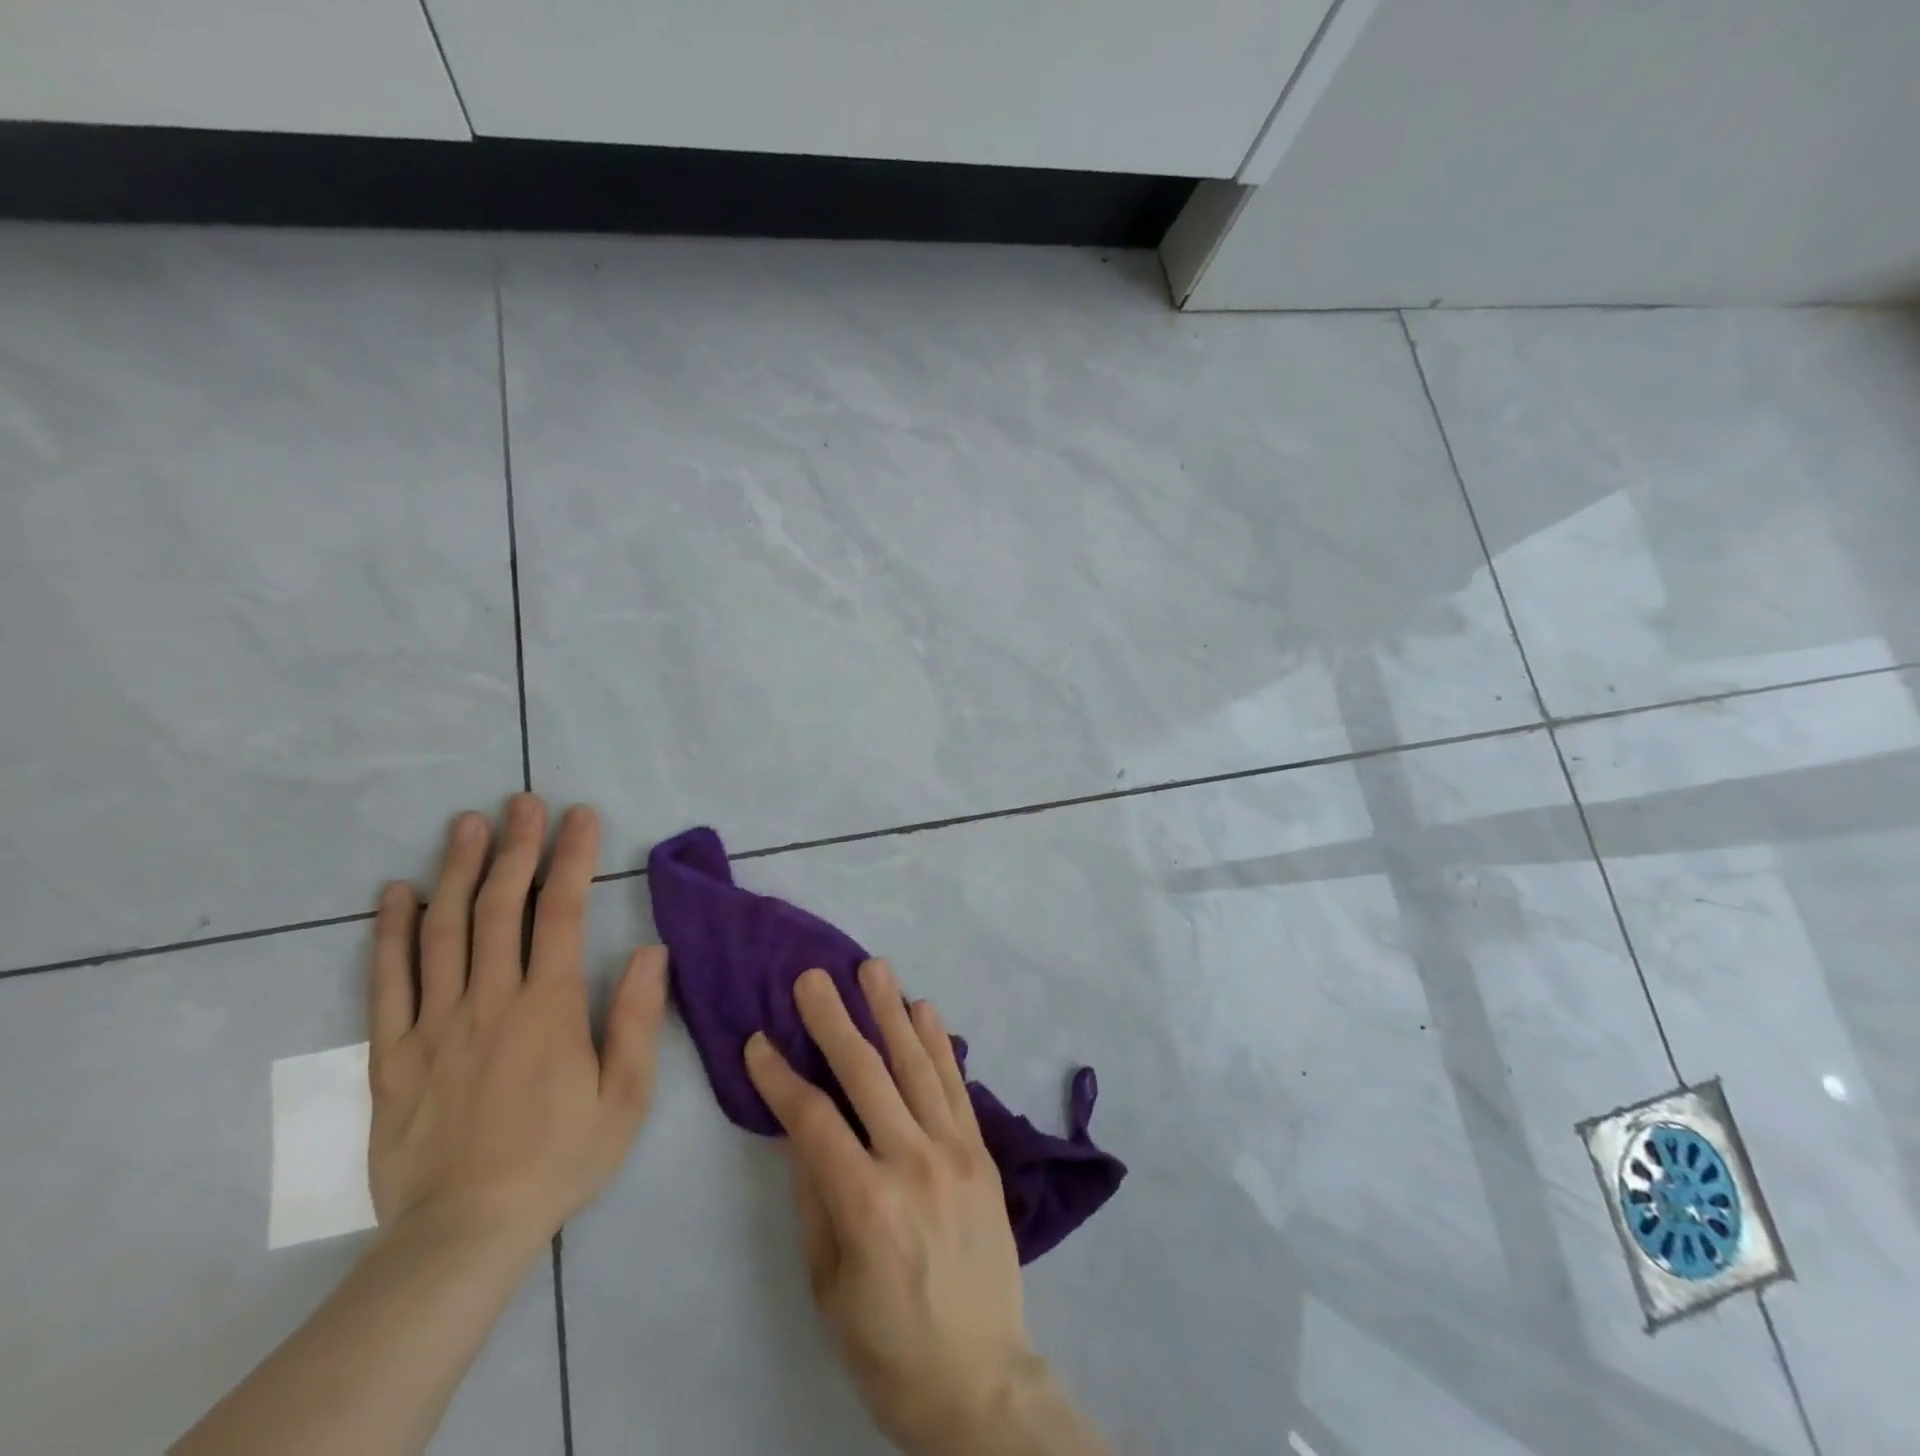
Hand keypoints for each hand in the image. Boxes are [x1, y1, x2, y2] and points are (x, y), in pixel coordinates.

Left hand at [368, 795, 668, 1246]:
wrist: (463, 1234)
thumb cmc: (560, 1159)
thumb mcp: (625, 1096)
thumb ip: (636, 1018)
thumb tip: (650, 950)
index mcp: (547, 1008)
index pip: (560, 913)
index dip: (571, 858)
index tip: (579, 816)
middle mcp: (489, 1001)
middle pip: (499, 907)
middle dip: (515, 848)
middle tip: (521, 801)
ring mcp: (434, 1024)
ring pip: (443, 931)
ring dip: (456, 871)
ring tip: (466, 825)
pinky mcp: (392, 1054)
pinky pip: (387, 982)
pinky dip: (390, 933)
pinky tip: (397, 894)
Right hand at [745, 961, 1106, 1455]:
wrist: (982, 1378)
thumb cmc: (889, 1346)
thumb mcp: (829, 1286)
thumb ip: (814, 1199)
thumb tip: (796, 1129)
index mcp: (866, 1203)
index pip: (812, 1119)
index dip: (780, 1076)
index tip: (757, 1039)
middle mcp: (913, 1161)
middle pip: (866, 1074)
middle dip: (833, 1020)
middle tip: (812, 977)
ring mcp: (955, 1150)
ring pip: (916, 1064)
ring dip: (890, 1012)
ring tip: (872, 968)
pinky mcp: (982, 1151)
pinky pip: (956, 1084)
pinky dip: (939, 1043)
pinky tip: (923, 1009)